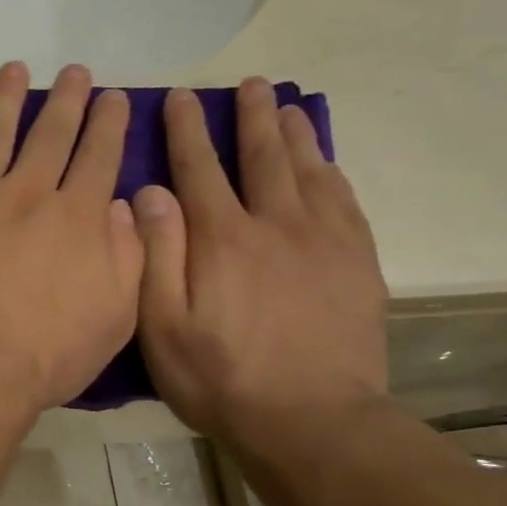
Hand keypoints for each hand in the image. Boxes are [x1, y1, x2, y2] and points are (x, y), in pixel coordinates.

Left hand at [0, 63, 142, 416]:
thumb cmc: (41, 356)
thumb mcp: (114, 319)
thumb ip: (128, 258)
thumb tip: (126, 209)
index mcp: (77, 218)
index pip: (100, 157)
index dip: (110, 124)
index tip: (115, 98)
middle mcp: (29, 192)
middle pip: (52, 133)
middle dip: (67, 99)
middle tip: (75, 72)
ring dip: (8, 96)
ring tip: (15, 69)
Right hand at [134, 78, 387, 446]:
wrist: (311, 421)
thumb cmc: (220, 378)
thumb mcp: (163, 326)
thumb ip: (155, 255)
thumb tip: (149, 192)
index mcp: (222, 238)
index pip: (199, 168)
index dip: (187, 129)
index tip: (179, 96)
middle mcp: (275, 225)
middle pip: (262, 156)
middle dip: (251, 117)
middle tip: (249, 84)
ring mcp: (323, 242)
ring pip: (308, 172)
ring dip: (294, 135)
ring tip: (286, 106)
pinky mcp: (357, 264)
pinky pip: (346, 202)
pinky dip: (332, 174)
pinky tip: (325, 164)